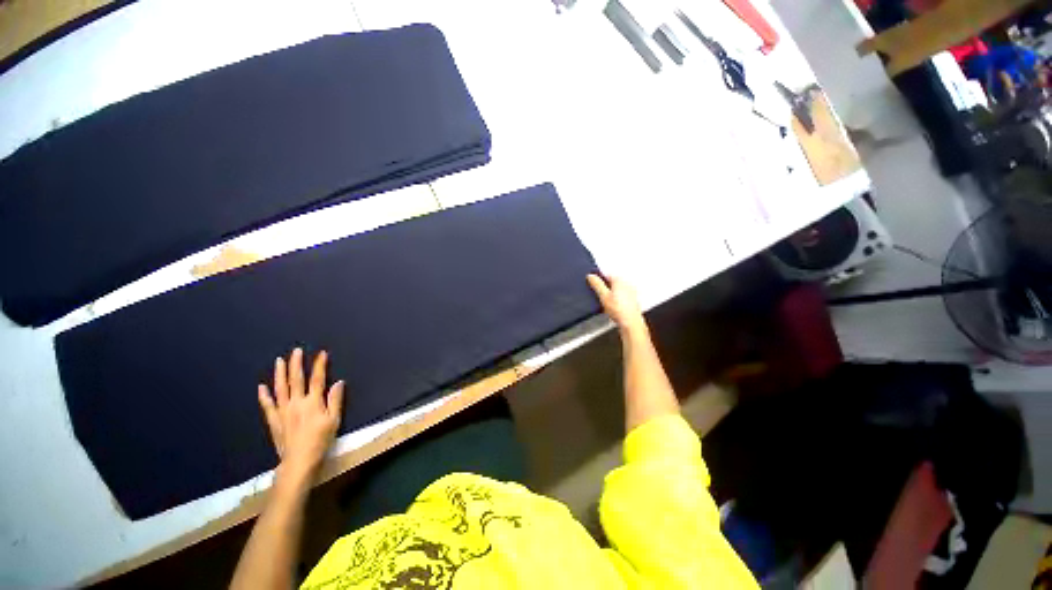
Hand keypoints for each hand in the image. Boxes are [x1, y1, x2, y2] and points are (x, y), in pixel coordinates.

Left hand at [257, 348, 344, 484]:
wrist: (299, 459)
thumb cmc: (320, 443)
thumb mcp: (334, 423)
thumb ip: (335, 402)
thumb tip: (338, 383)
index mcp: (313, 402)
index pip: (317, 379)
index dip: (319, 365)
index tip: (321, 354)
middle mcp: (296, 401)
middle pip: (296, 378)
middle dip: (296, 363)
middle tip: (296, 351)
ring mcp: (283, 409)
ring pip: (280, 387)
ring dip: (280, 373)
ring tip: (279, 361)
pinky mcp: (274, 419)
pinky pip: (267, 405)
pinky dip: (264, 395)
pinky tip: (261, 387)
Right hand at [587, 274, 645, 332]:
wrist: (630, 323)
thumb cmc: (619, 311)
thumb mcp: (604, 296)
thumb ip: (597, 284)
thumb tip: (591, 276)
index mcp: (619, 280)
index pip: (606, 274)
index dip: (599, 280)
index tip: (594, 286)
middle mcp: (627, 283)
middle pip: (613, 281)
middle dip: (606, 287)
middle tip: (602, 297)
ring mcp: (631, 291)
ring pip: (618, 289)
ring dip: (612, 294)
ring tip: (608, 305)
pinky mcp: (633, 299)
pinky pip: (623, 296)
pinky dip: (618, 300)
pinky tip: (616, 308)